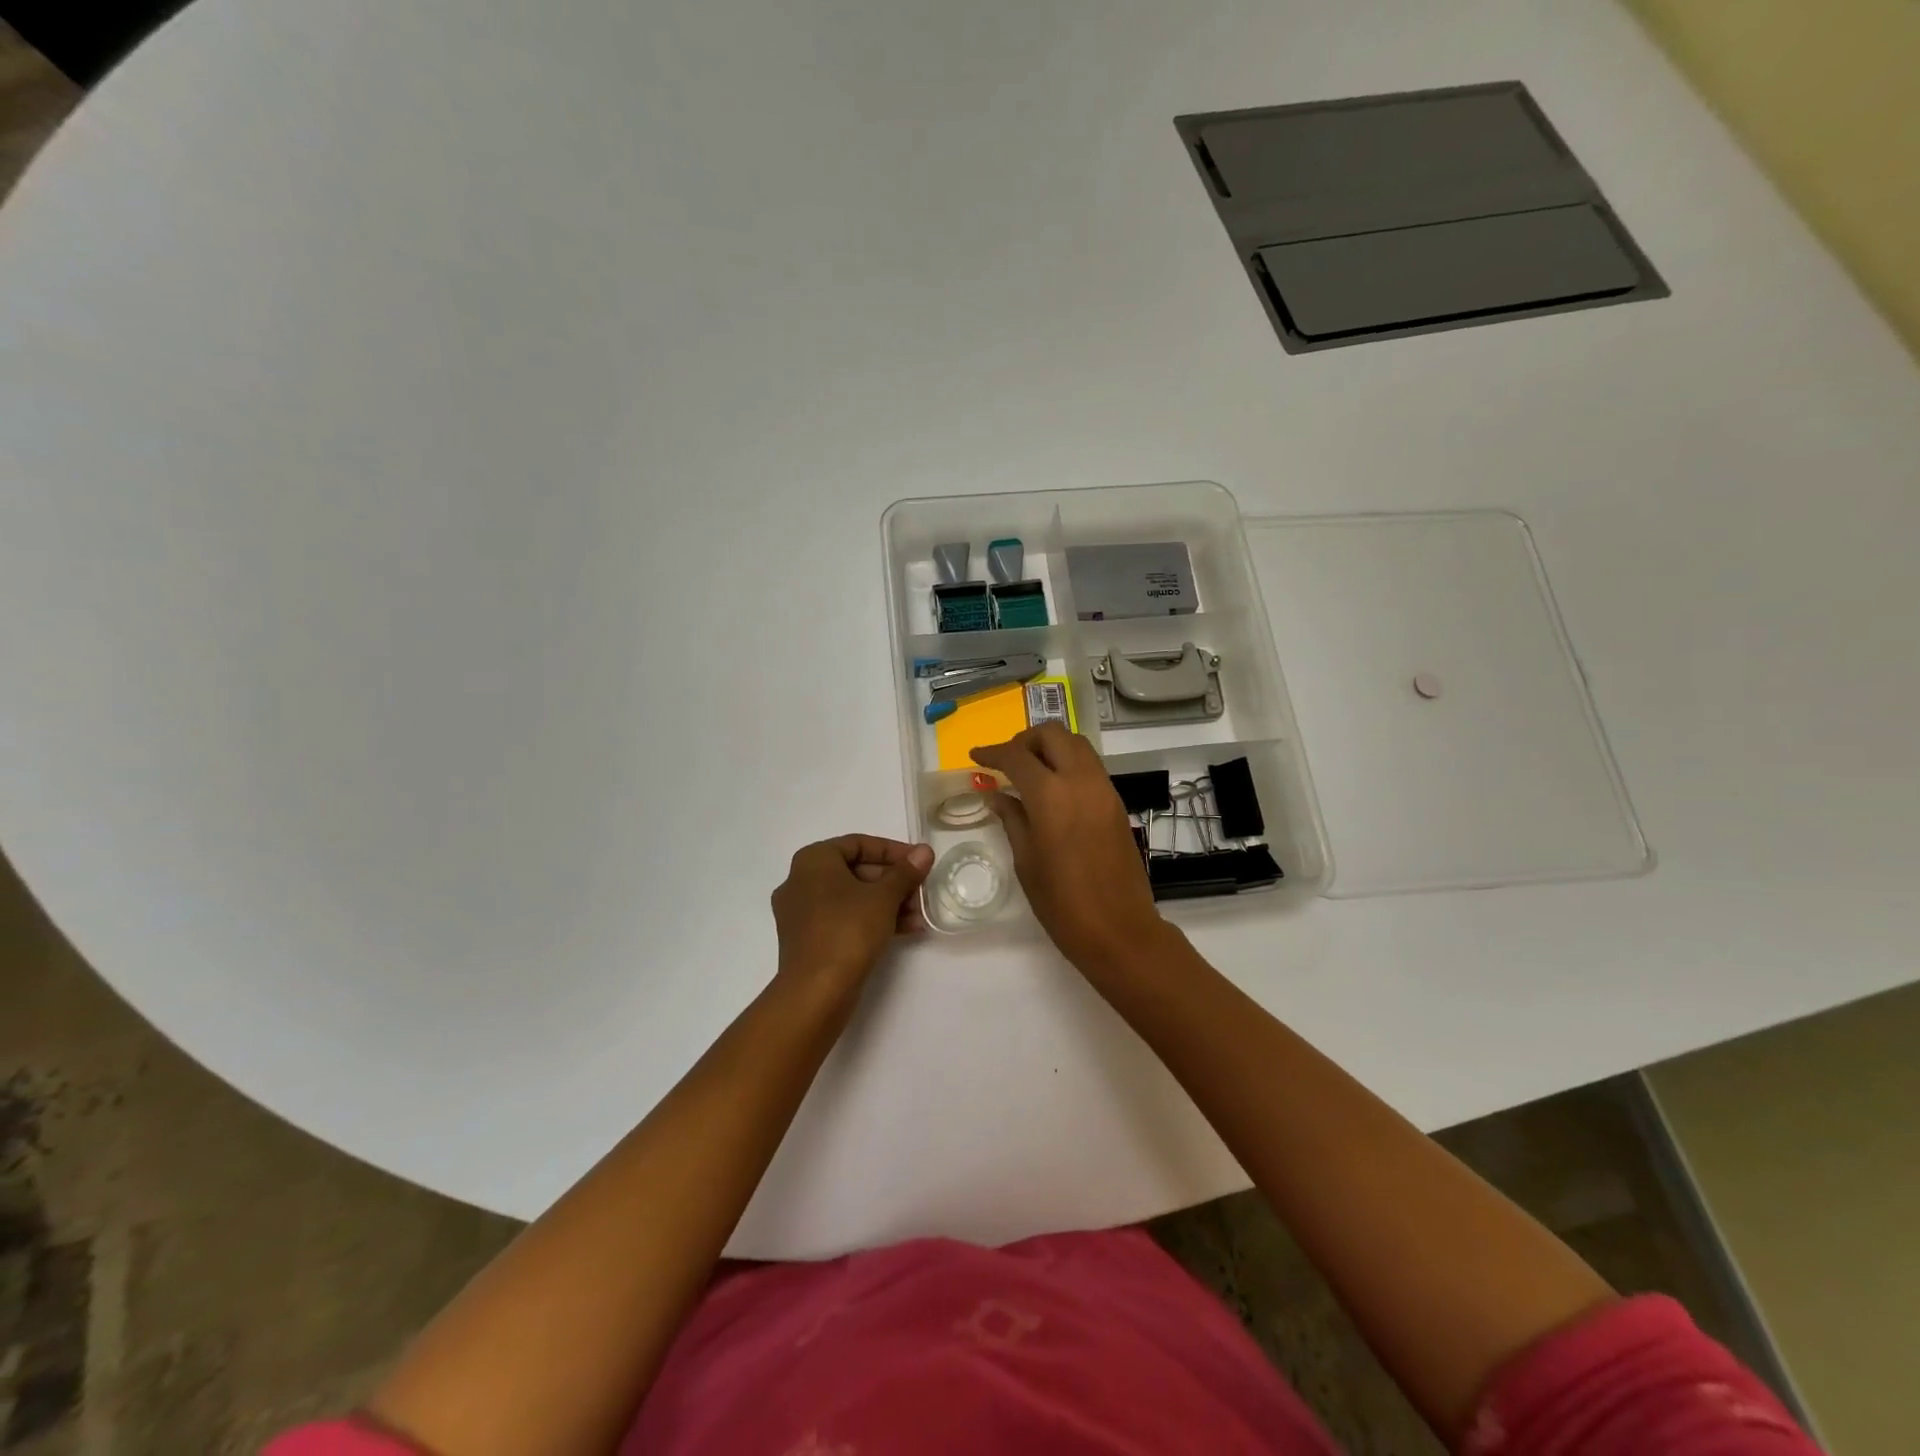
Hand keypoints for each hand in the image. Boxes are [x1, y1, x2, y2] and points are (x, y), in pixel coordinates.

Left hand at [771, 835, 934, 994]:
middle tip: (922, 891)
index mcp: (813, 861)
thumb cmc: (848, 930)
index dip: (893, 851)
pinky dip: (871, 920)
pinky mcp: (808, 939)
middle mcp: (801, 881)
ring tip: (919, 915)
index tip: (919, 862)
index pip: (859, 844)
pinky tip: (905, 930)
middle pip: (856, 871)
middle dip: (893, 881)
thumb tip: (924, 851)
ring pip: (852, 898)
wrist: (816, 991)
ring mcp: (801, 912)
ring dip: (888, 903)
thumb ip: (905, 872)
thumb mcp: (884, 897)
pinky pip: (844, 919)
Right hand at [971, 724, 1168, 974]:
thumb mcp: (1026, 861)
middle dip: (1026, 740)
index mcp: (1051, 796)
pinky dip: (1068, 764)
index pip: (1017, 756)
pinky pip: (1090, 767)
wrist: (1119, 929)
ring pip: (1077, 745)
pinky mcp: (1117, 803)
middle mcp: (1081, 781)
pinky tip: (1053, 790)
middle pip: (1054, 734)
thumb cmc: (1062, 903)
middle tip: (1007, 761)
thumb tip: (997, 795)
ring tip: (1029, 772)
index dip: (992, 752)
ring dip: (1050, 748)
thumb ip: (1012, 819)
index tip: (975, 757)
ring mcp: (1104, 790)